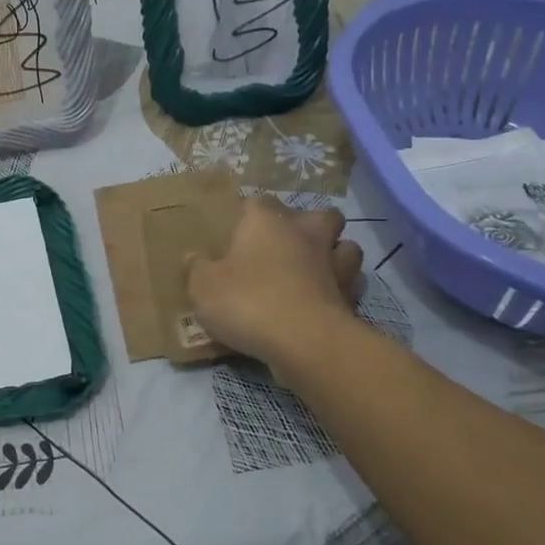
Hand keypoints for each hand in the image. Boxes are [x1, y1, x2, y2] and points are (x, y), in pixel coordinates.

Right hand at [186, 196, 362, 372]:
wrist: (304, 342)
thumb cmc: (248, 302)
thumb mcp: (204, 287)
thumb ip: (197, 270)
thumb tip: (192, 258)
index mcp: (267, 222)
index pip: (259, 202)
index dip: (249, 212)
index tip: (238, 227)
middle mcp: (305, 235)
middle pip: (321, 215)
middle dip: (310, 225)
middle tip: (289, 244)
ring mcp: (335, 265)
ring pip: (347, 247)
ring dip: (335, 255)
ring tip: (317, 271)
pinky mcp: (352, 298)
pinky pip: (351, 286)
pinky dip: (342, 291)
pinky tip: (326, 302)